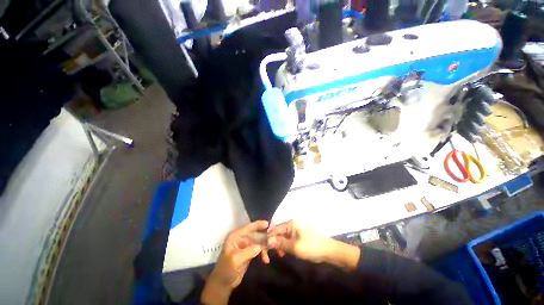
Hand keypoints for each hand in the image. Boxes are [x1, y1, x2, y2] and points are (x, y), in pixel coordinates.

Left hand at [201, 221, 268, 304]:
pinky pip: (258, 248)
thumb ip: (248, 251)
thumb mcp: (236, 260)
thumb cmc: (226, 269)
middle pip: (255, 234)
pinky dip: (263, 253)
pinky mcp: (249, 252)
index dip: (258, 224)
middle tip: (274, 239)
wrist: (223, 284)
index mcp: (236, 236)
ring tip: (271, 252)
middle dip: (264, 237)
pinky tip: (266, 260)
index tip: (269, 224)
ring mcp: (245, 245)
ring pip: (258, 241)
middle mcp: (241, 238)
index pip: (249, 227)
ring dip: (265, 246)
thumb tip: (261, 246)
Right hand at [267, 220, 334, 262]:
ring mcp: (295, 229)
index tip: (264, 249)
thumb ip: (281, 243)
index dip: (269, 238)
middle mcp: (292, 224)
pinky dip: (285, 245)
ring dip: (279, 244)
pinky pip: (288, 238)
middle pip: (278, 232)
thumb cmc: (311, 247)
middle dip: (274, 242)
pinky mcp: (298, 234)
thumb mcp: (294, 247)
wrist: (328, 250)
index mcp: (291, 223)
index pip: (275, 229)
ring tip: (280, 255)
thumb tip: (268, 240)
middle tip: (272, 255)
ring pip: (283, 236)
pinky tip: (285, 252)